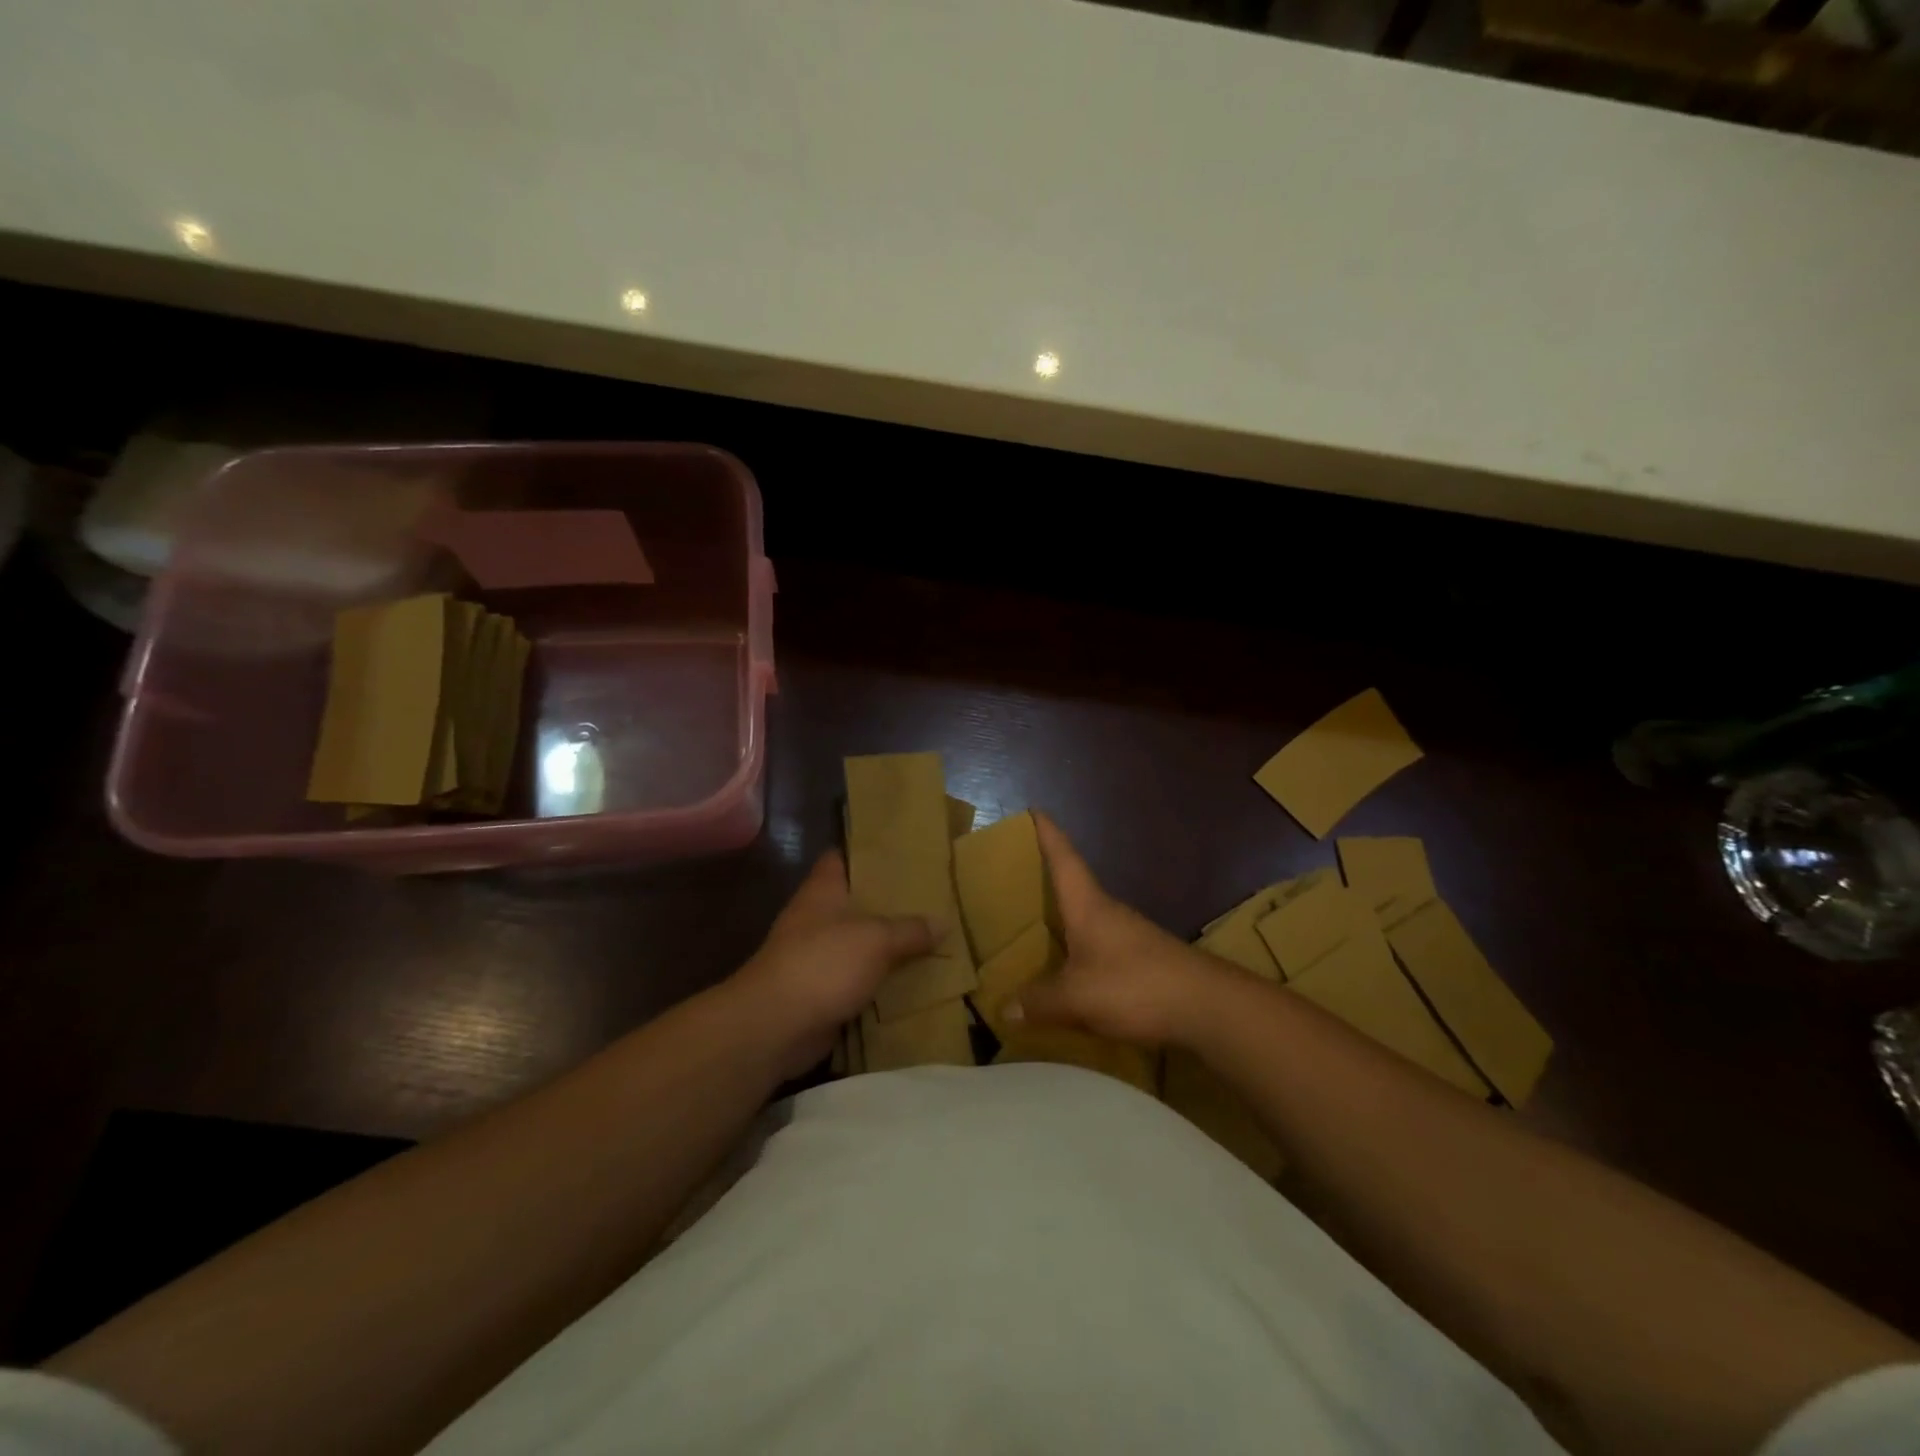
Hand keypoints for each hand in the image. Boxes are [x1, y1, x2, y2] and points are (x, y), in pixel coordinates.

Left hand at [728, 850, 937, 1076]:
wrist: (775, 1026)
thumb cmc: (823, 964)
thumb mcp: (876, 939)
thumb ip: (910, 930)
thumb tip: (943, 922)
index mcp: (822, 891)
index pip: (841, 858)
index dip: (868, 853)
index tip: (902, 853)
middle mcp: (817, 918)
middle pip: (856, 903)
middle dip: (890, 903)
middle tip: (932, 899)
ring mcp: (816, 957)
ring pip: (860, 944)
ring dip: (889, 947)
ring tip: (932, 939)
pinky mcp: (821, 992)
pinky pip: (859, 981)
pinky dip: (881, 983)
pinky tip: (914, 982)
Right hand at [1011, 814, 1243, 1046]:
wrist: (1207, 1006)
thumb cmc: (1135, 985)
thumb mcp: (1078, 998)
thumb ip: (1040, 1002)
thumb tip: (1006, 1009)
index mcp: (1088, 906)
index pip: (1064, 859)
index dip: (1049, 834)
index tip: (1035, 810)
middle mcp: (1108, 912)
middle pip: (1075, 886)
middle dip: (1048, 879)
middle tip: (1017, 876)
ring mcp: (1129, 935)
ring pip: (1088, 919)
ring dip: (1064, 919)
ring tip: (1035, 930)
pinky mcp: (1143, 960)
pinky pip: (1100, 947)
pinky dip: (1080, 950)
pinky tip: (1071, 972)